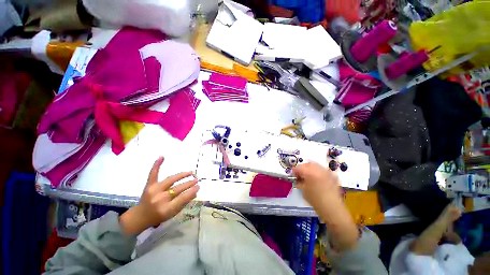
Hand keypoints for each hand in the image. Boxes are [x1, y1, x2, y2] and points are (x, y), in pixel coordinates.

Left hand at [120, 157, 199, 234]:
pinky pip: (153, 174)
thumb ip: (184, 203)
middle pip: (178, 188)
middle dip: (189, 183)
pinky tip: (162, 157)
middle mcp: (159, 199)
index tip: (198, 186)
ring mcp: (153, 190)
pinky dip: (157, 165)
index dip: (192, 191)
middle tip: (197, 179)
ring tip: (191, 173)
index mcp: (166, 209)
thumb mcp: (173, 213)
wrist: (140, 216)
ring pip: (171, 180)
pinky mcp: (148, 185)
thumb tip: (195, 192)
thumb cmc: (159, 216)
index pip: (183, 197)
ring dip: (182, 175)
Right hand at [292, 162, 341, 208]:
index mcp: (310, 173)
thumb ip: (300, 182)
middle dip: (303, 168)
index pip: (299, 167)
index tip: (293, 175)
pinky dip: (319, 172)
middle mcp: (319, 169)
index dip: (295, 171)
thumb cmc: (315, 200)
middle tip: (301, 175)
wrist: (332, 208)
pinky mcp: (333, 176)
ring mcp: (327, 172)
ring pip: (316, 165)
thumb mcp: (304, 191)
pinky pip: (324, 170)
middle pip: (308, 164)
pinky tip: (318, 178)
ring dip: (311, 169)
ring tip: (309, 176)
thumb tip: (298, 179)